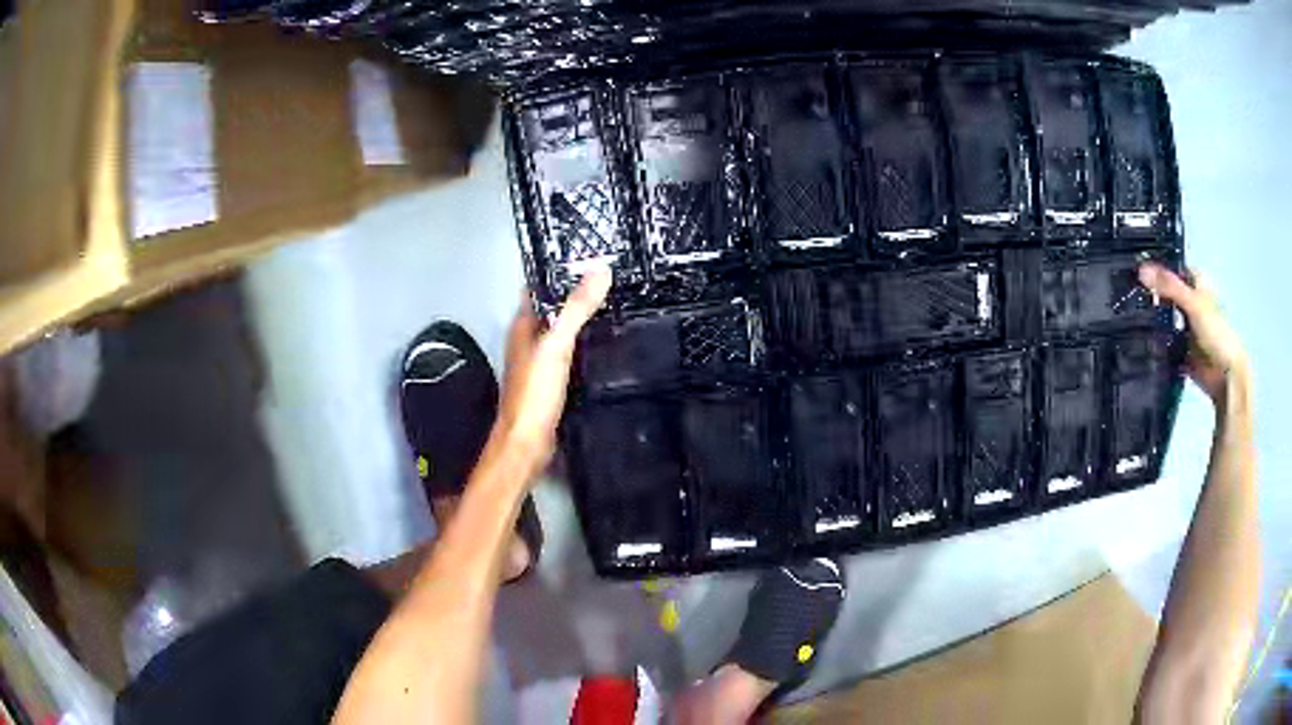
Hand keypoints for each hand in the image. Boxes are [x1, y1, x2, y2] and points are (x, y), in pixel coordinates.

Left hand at [492, 268, 611, 468]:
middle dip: (576, 292)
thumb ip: (576, 309)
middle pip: (552, 307)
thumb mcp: (556, 345)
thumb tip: (600, 269)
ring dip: (581, 318)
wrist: (527, 443)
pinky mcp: (552, 382)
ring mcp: (539, 362)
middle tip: (612, 277)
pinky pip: (570, 352)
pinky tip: (605, 342)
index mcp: (522, 326)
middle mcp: (528, 339)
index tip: (590, 254)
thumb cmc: (535, 392)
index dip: (560, 269)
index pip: (538, 286)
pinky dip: (585, 343)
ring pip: (561, 330)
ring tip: (615, 302)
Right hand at [1138, 263, 1248, 406]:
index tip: (1131, 268)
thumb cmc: (1216, 333)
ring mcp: (1185, 328)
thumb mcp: (1193, 304)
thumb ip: (1169, 287)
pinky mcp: (1181, 350)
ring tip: (1125, 317)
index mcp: (1195, 284)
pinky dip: (1154, 344)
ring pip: (1163, 319)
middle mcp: (1189, 302)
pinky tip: (1138, 342)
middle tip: (1124, 293)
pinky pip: (1164, 344)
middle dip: (1149, 294)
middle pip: (1165, 294)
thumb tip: (1140, 269)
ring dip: (1150, 320)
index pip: (1171, 268)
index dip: (1154, 267)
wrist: (1225, 376)